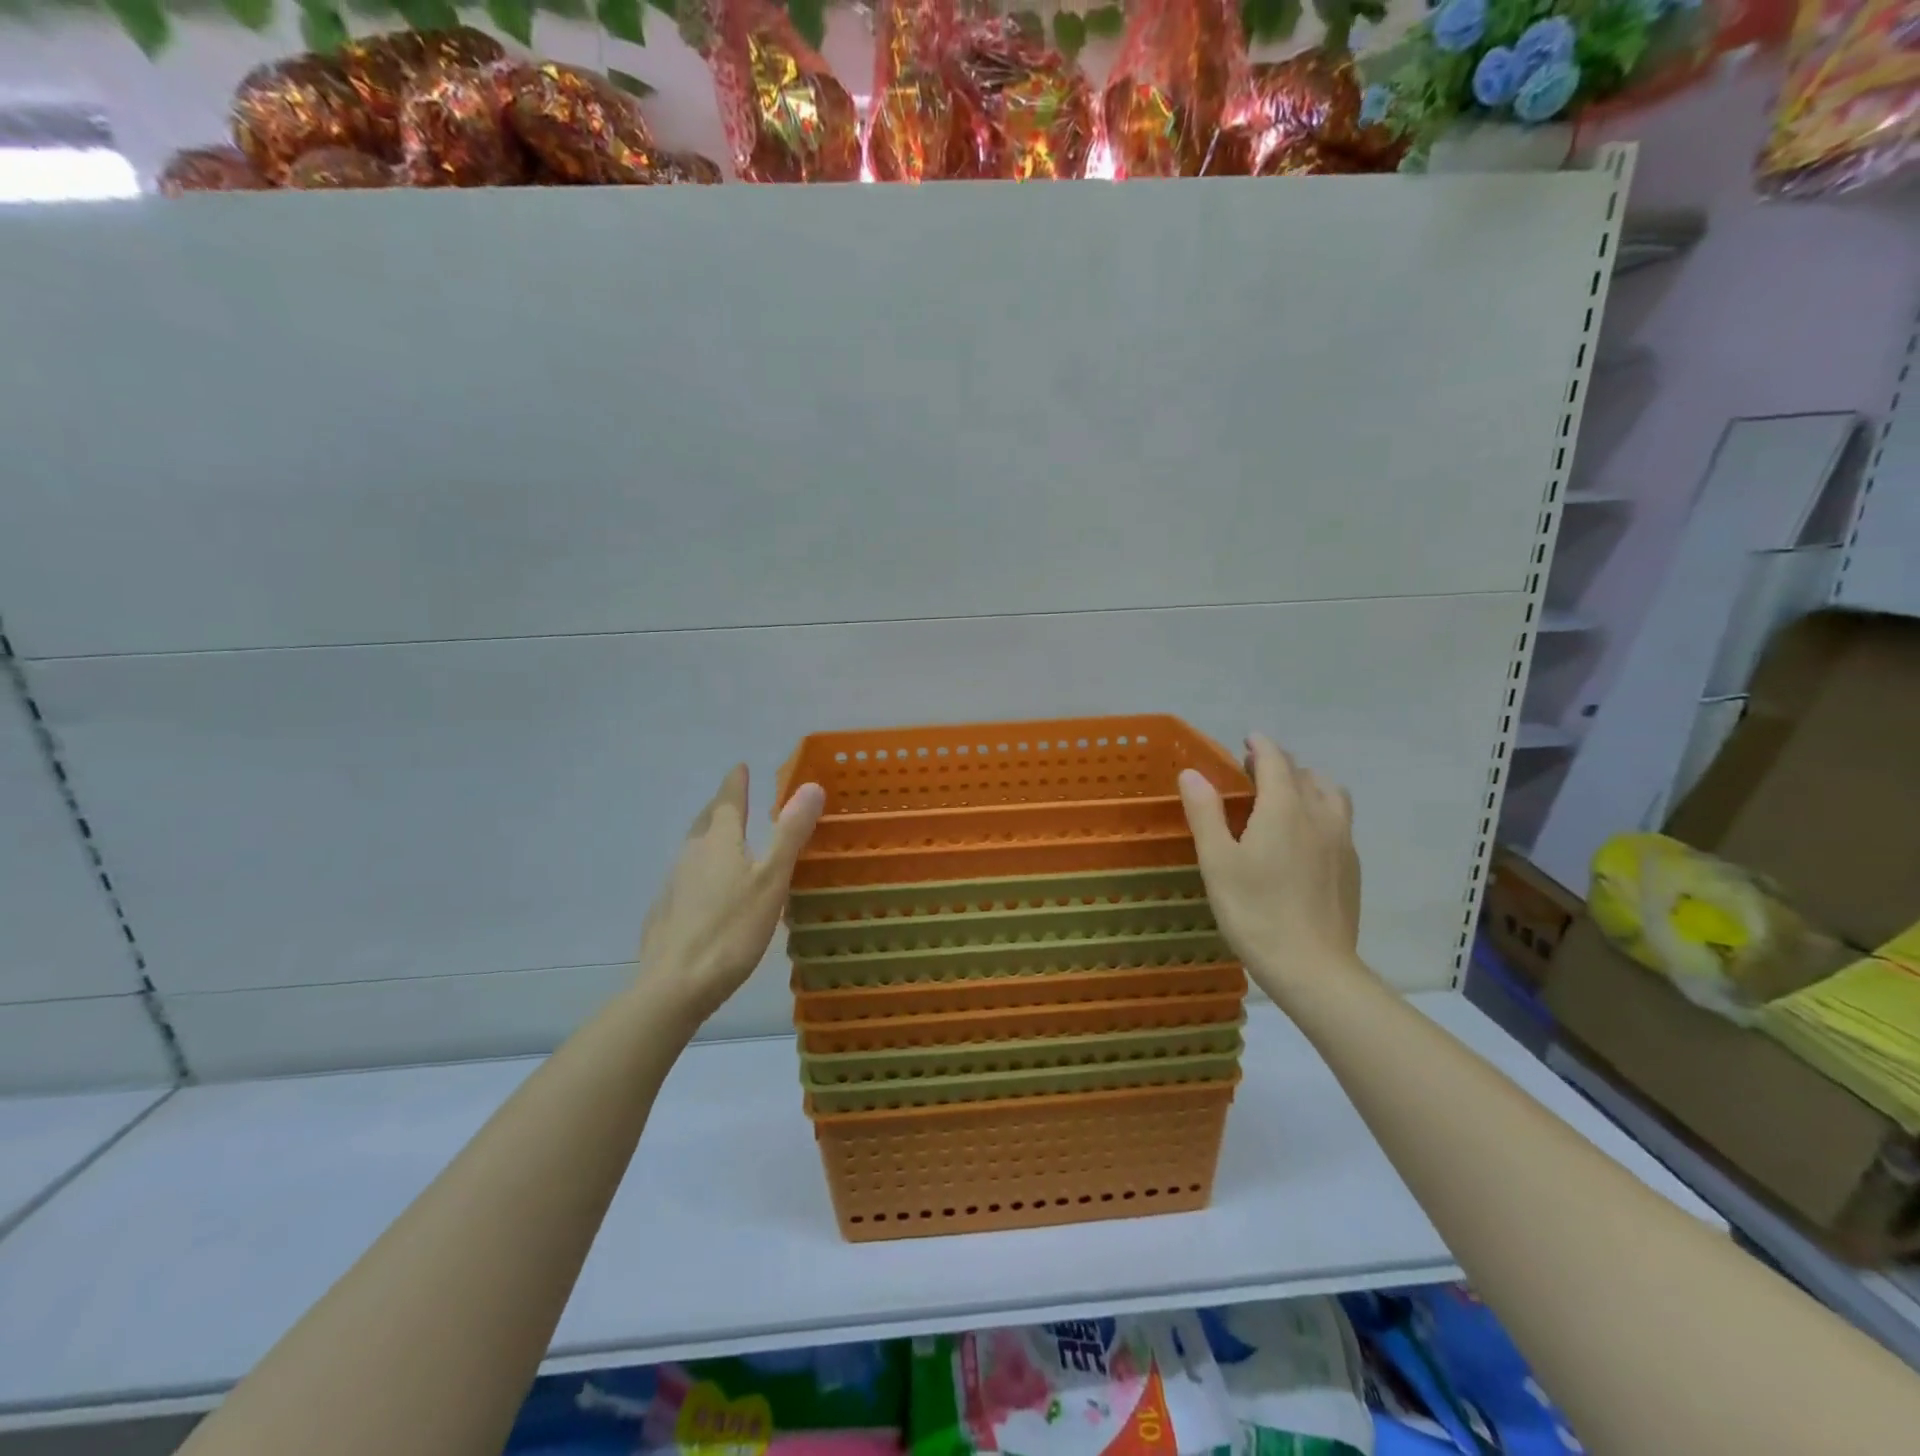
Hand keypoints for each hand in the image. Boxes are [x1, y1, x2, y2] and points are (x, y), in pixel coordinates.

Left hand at [636, 765, 825, 1023]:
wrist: (675, 985)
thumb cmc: (732, 929)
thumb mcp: (772, 879)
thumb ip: (790, 833)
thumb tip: (811, 786)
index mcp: (719, 842)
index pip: (728, 802)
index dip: (735, 783)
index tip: (740, 767)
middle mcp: (691, 854)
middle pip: (705, 822)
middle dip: (720, 808)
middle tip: (733, 800)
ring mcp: (673, 884)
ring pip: (693, 849)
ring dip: (709, 838)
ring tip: (724, 841)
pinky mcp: (664, 913)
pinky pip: (686, 878)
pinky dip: (700, 871)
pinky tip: (706, 891)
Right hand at [1178, 734, 1363, 1002]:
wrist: (1313, 967)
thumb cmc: (1255, 911)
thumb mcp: (1217, 861)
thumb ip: (1205, 812)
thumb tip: (1192, 773)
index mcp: (1284, 808)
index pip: (1275, 761)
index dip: (1261, 746)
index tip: (1248, 739)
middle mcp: (1319, 816)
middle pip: (1305, 775)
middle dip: (1281, 765)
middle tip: (1255, 772)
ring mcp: (1342, 842)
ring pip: (1331, 795)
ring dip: (1308, 786)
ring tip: (1287, 799)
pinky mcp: (1352, 867)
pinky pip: (1339, 822)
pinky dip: (1321, 813)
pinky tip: (1305, 839)